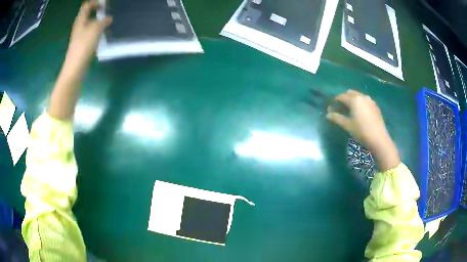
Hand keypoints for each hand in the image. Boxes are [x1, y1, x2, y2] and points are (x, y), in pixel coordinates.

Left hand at [63, 0, 111, 76]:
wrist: (74, 69)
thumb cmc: (83, 47)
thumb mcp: (95, 30)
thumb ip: (103, 21)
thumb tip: (108, 19)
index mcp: (80, 21)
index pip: (87, 6)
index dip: (95, 2)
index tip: (105, 3)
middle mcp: (79, 27)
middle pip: (88, 14)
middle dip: (98, 11)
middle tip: (108, 11)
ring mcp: (80, 37)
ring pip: (90, 24)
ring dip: (99, 21)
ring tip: (108, 23)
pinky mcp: (82, 45)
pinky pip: (91, 33)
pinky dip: (97, 31)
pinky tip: (103, 35)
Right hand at [327, 90, 399, 170]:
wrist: (379, 138)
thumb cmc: (361, 131)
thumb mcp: (347, 125)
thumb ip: (337, 118)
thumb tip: (328, 115)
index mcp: (354, 100)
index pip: (341, 96)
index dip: (335, 101)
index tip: (331, 108)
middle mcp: (362, 96)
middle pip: (350, 93)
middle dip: (344, 98)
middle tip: (340, 108)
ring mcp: (370, 100)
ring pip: (358, 96)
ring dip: (353, 100)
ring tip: (350, 110)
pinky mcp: (375, 106)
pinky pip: (365, 101)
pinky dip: (360, 103)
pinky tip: (360, 113)